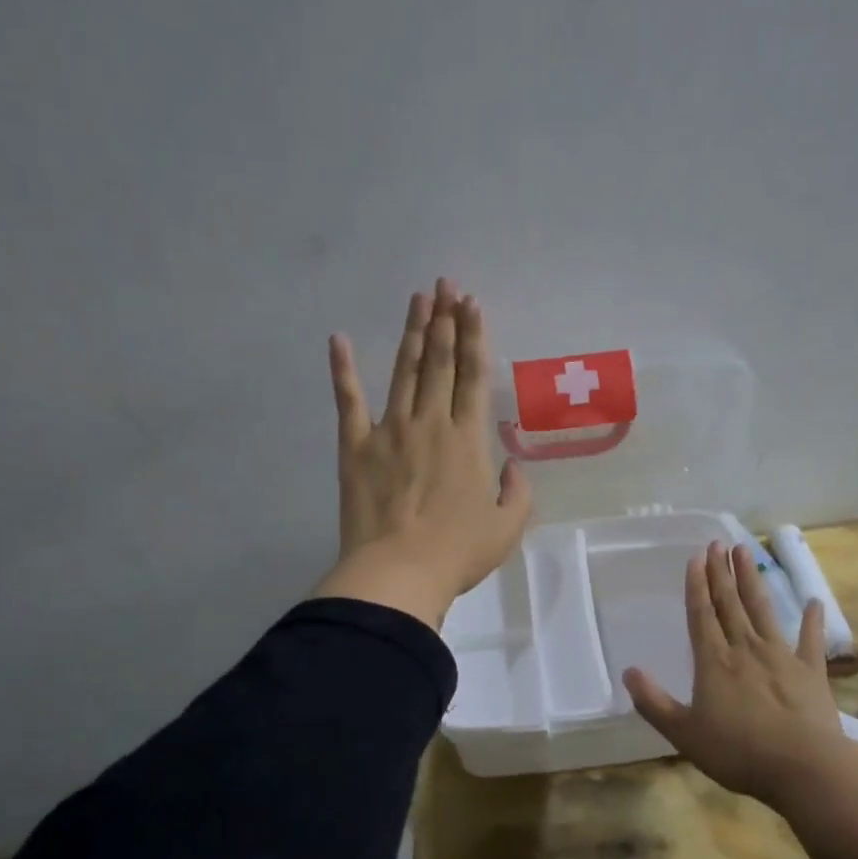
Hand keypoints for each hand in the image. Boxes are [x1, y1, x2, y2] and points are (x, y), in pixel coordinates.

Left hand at [310, 278, 532, 627]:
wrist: (398, 573)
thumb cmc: (457, 552)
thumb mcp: (507, 528)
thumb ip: (518, 492)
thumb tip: (513, 467)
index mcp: (468, 440)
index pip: (473, 376)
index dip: (475, 337)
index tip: (472, 304)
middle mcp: (430, 423)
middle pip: (440, 362)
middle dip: (445, 321)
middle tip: (446, 285)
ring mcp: (389, 430)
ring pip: (404, 370)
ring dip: (412, 332)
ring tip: (418, 298)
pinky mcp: (355, 446)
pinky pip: (348, 400)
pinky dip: (342, 369)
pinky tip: (339, 339)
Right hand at [624, 542, 841, 805]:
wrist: (803, 767)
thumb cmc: (738, 752)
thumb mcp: (684, 734)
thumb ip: (654, 703)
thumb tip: (628, 672)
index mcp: (714, 661)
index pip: (701, 614)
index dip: (697, 585)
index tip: (697, 557)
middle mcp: (745, 648)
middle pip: (730, 603)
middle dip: (721, 572)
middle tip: (718, 542)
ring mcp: (781, 656)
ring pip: (762, 610)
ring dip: (752, 581)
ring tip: (746, 552)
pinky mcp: (811, 671)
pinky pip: (811, 640)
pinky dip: (812, 621)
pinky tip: (814, 602)